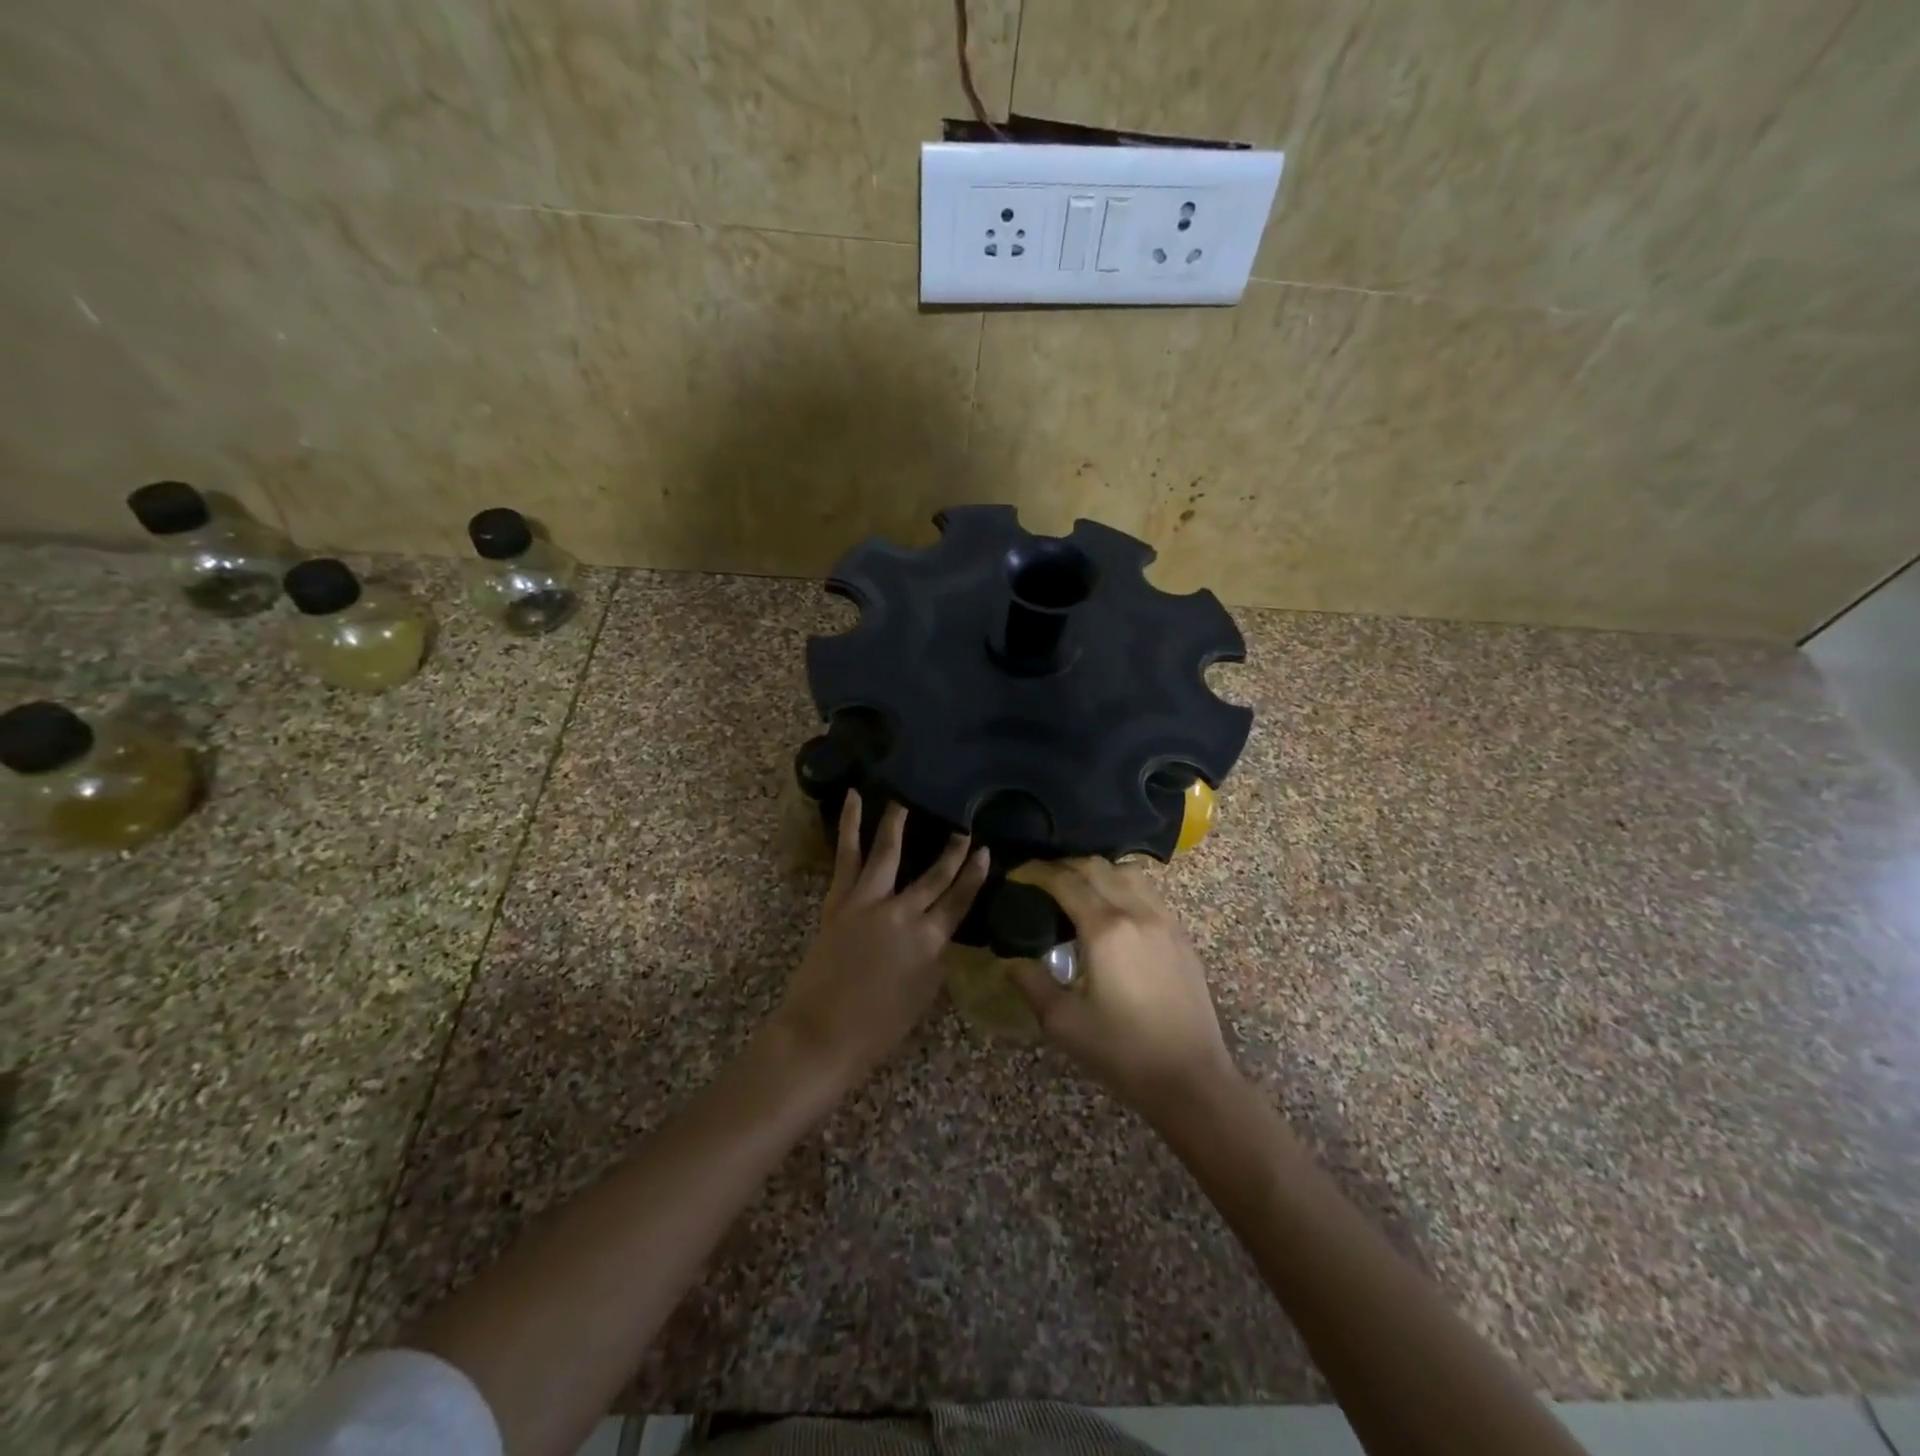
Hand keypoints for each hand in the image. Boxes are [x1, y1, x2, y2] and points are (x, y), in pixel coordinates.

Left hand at [774, 791, 989, 1082]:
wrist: (821, 1035)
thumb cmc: (877, 1029)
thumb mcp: (923, 995)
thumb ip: (935, 956)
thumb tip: (940, 930)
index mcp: (929, 942)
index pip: (960, 900)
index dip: (974, 875)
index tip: (985, 852)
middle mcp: (903, 915)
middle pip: (934, 875)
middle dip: (952, 850)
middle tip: (963, 827)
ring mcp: (868, 903)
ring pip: (889, 852)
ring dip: (899, 822)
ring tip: (907, 797)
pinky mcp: (839, 900)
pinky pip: (847, 856)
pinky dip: (850, 825)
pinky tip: (853, 799)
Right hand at [1010, 858, 1237, 1120]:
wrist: (1190, 1079)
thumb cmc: (1123, 1052)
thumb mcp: (1064, 1023)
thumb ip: (1032, 983)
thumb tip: (1010, 960)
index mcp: (1105, 929)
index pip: (1065, 881)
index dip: (1037, 872)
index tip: (1017, 874)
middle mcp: (1136, 912)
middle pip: (1096, 867)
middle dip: (1064, 865)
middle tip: (1040, 879)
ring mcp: (1164, 920)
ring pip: (1127, 872)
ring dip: (1097, 871)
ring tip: (1077, 888)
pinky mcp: (1181, 935)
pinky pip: (1148, 891)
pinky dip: (1123, 885)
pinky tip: (1112, 909)